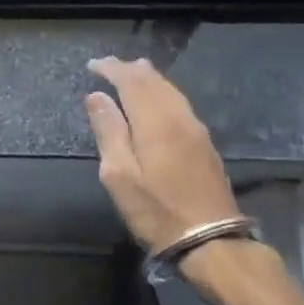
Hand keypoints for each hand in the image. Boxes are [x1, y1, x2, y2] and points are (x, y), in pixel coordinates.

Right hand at [85, 57, 240, 252]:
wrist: (211, 240)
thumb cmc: (157, 210)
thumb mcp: (120, 175)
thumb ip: (109, 131)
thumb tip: (96, 96)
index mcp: (156, 122)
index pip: (132, 81)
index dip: (112, 69)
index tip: (92, 65)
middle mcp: (179, 118)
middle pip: (155, 82)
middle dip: (131, 69)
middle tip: (110, 66)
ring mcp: (197, 130)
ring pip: (171, 91)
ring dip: (150, 79)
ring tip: (133, 73)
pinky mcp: (205, 144)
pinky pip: (180, 104)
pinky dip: (163, 93)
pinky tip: (158, 100)